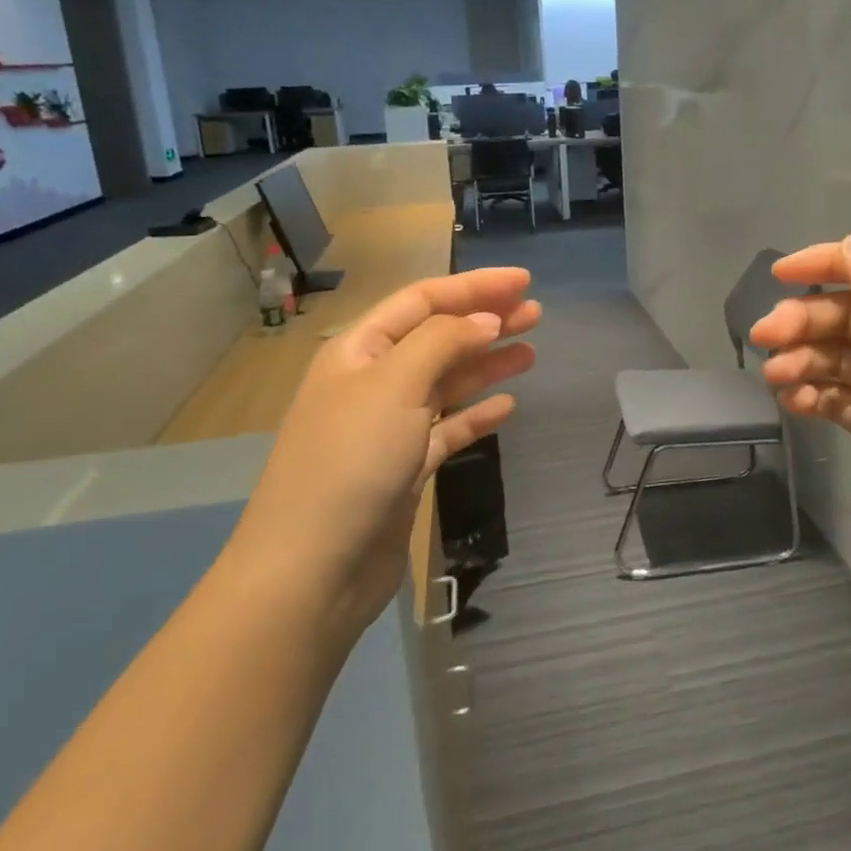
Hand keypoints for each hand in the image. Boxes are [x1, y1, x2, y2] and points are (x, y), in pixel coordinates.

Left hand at [229, 267, 540, 629]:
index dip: (473, 286)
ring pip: (447, 382)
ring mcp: (389, 426)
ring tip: (532, 351)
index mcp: (359, 350)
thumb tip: (484, 319)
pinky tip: (507, 406)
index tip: (523, 281)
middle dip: (486, 321)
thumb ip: (443, 342)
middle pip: (439, 337)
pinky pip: (449, 428)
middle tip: (536, 313)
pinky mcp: (406, 467)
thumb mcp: (394, 385)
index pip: (422, 301)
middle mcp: (374, 381)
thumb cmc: (350, 461)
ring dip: (487, 364)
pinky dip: (476, 414)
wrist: (314, 570)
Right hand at [748, 236, 850, 587]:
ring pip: (837, 355)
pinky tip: (792, 404)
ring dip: (802, 359)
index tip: (778, 275)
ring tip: (774, 380)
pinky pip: (837, 395)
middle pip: (848, 313)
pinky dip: (813, 394)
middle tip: (762, 339)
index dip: (827, 262)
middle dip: (804, 321)